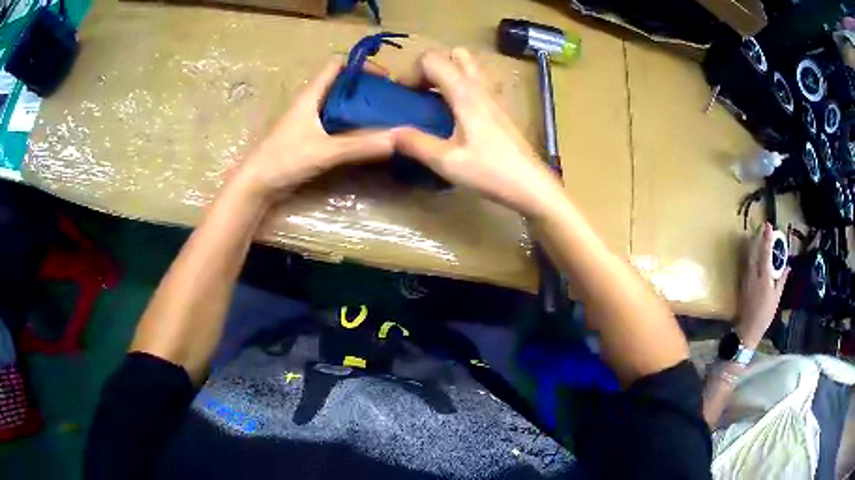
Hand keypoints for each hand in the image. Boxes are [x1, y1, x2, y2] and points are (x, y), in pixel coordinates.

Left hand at [236, 57, 393, 199]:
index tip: (385, 78)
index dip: (360, 65)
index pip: (337, 65)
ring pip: (341, 106)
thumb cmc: (283, 160)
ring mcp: (311, 122)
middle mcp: (312, 103)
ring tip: (387, 118)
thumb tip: (399, 138)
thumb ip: (360, 144)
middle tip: (392, 101)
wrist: (257, 186)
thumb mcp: (324, 151)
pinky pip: (338, 125)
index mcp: (311, 94)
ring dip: (361, 109)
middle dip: (367, 88)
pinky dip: (354, 127)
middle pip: (343, 85)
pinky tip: (369, 138)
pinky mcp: (311, 139)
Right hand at [392, 49, 564, 216]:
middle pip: (455, 54)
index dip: (412, 72)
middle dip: (433, 66)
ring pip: (470, 67)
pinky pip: (479, 83)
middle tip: (422, 93)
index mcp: (465, 93)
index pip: (432, 59)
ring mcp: (494, 97)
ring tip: (437, 102)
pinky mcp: (501, 109)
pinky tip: (456, 115)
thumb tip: (389, 133)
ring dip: (450, 74)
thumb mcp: (447, 162)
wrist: (531, 185)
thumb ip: (415, 144)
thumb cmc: (491, 172)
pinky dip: (463, 87)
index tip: (404, 96)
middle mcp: (480, 87)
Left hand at [735, 223, 790, 347]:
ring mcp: (746, 278)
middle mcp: (753, 274)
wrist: (748, 329)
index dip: (767, 238)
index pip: (765, 252)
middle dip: (759, 237)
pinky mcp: (742, 283)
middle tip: (763, 227)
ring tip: (759, 235)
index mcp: (764, 276)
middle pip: (755, 250)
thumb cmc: (765, 315)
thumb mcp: (776, 297)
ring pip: (749, 256)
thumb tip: (787, 266)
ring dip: (754, 244)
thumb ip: (781, 280)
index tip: (768, 225)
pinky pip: (747, 264)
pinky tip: (754, 252)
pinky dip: (751, 255)